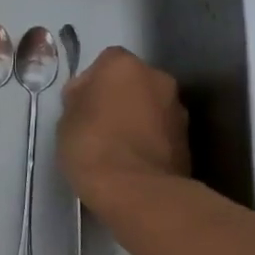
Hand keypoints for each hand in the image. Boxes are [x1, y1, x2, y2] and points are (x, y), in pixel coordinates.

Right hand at [58, 47, 189, 208]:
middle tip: (100, 125)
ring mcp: (178, 109)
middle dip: (121, 98)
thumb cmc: (92, 146)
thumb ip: (79, 98)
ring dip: (139, 120)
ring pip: (151, 107)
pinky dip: (151, 141)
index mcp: (123, 64)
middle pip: (134, 82)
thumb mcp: (66, 119)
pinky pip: (162, 133)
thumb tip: (87, 96)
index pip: (105, 62)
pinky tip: (134, 163)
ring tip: (119, 149)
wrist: (137, 192)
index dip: (92, 82)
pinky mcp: (189, 141)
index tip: (81, 106)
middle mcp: (157, 78)